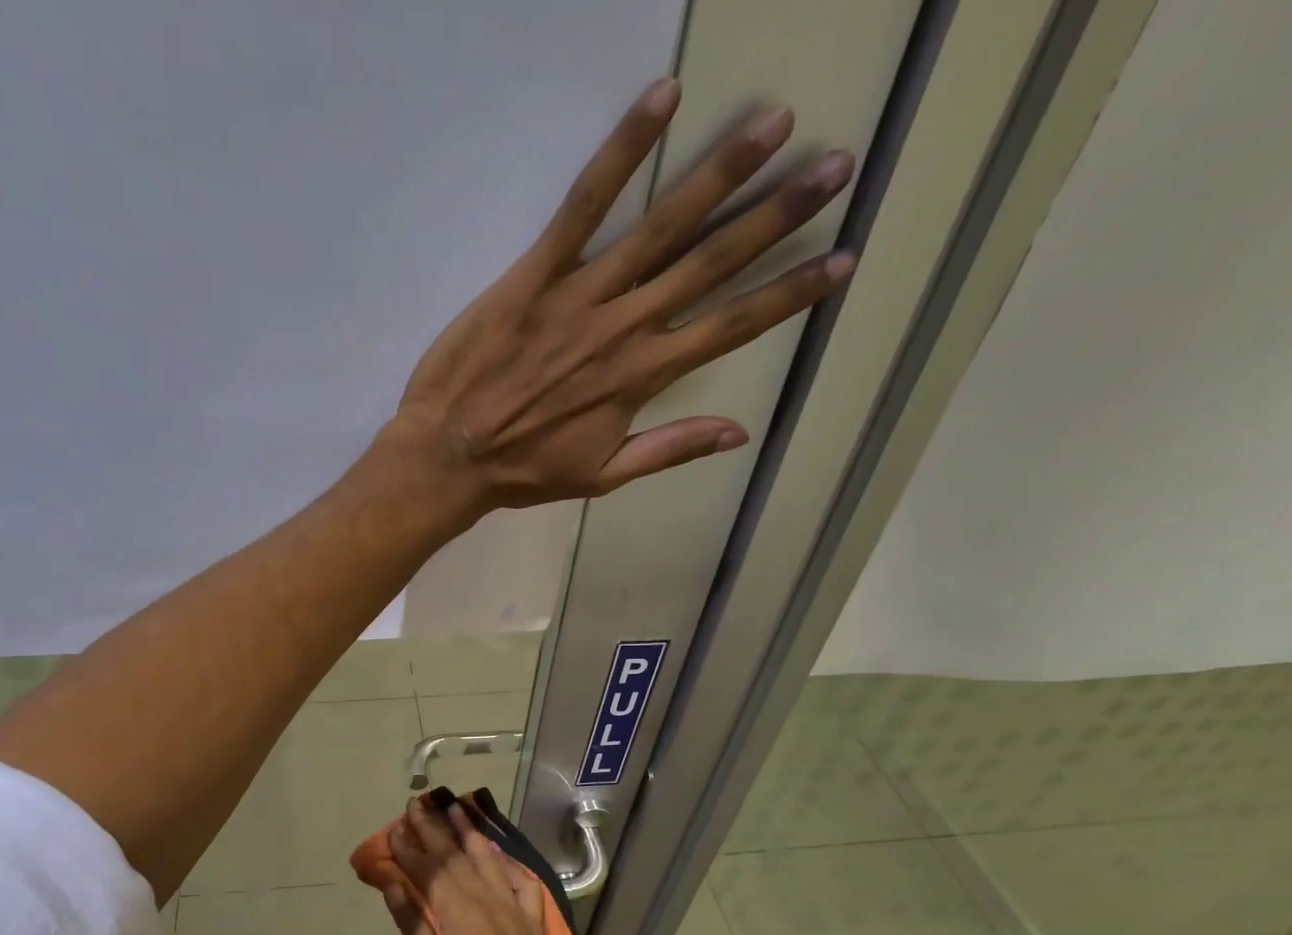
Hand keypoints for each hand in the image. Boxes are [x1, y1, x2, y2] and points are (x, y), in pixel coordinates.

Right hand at [382, 795, 578, 934]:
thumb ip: (414, 924)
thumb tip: (393, 885)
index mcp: (457, 911)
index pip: (428, 870)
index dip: (408, 849)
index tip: (393, 829)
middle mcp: (486, 898)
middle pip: (455, 856)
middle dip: (434, 829)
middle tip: (418, 804)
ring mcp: (513, 906)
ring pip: (488, 859)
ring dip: (470, 833)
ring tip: (457, 809)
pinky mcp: (532, 919)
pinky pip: (521, 881)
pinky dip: (508, 863)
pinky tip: (500, 853)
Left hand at [384, 78, 856, 510]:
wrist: (449, 458)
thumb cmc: (522, 472)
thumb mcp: (601, 477)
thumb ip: (669, 450)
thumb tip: (739, 433)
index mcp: (642, 379)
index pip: (731, 328)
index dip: (789, 295)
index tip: (842, 260)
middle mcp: (624, 329)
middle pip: (712, 264)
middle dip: (777, 216)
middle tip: (835, 165)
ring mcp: (581, 296)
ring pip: (662, 227)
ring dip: (721, 173)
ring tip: (775, 123)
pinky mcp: (534, 273)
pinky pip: (583, 205)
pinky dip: (621, 152)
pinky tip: (663, 100)